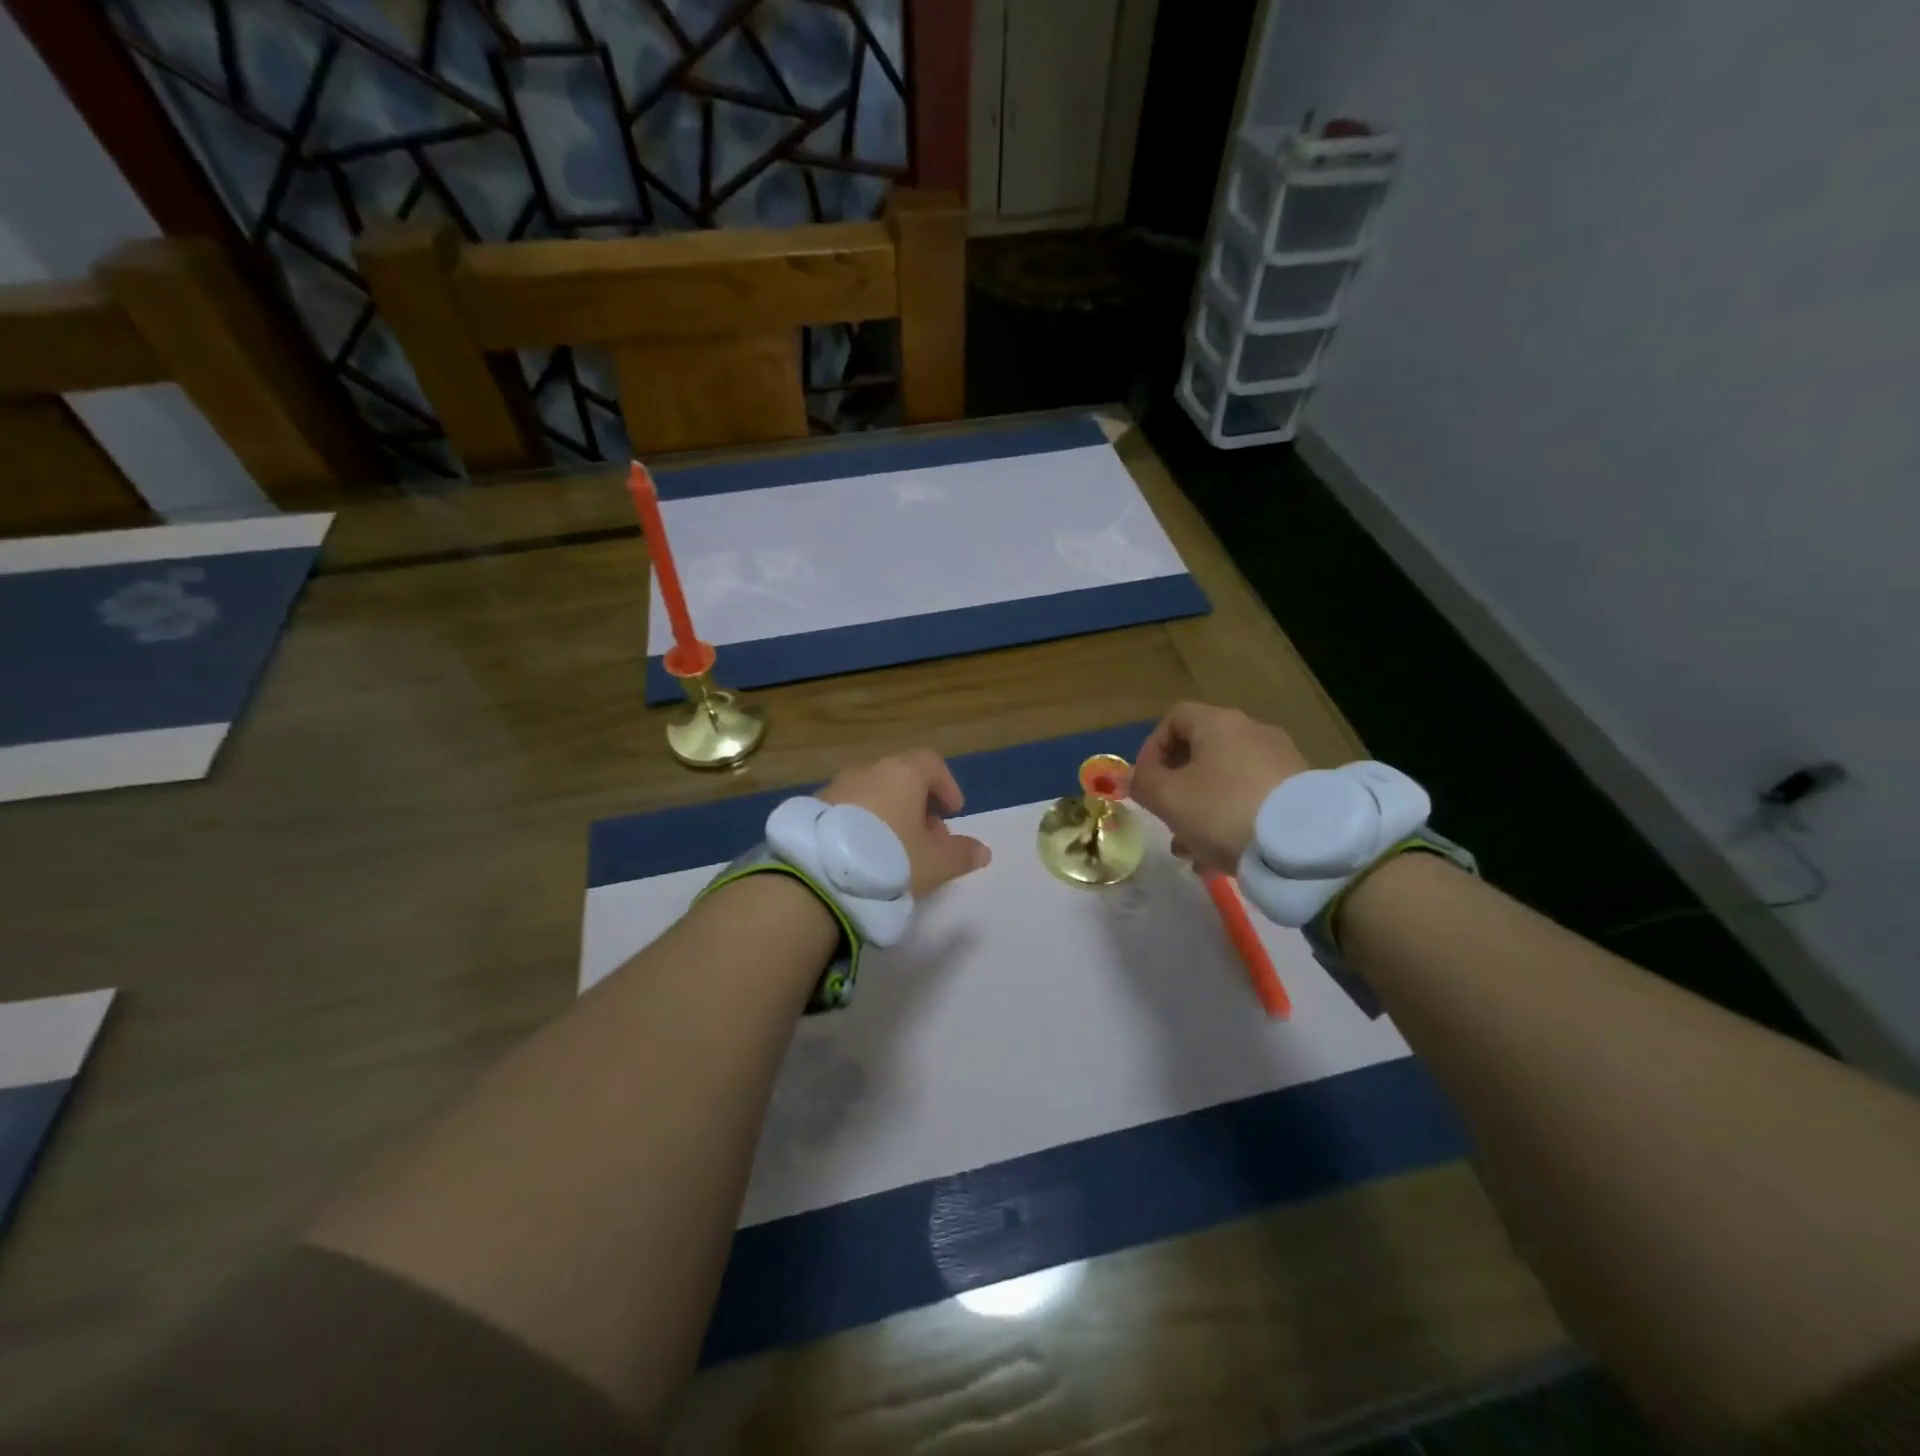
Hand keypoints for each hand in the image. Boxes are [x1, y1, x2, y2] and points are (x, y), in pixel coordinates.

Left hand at [820, 750, 991, 895]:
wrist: (818, 875)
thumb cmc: (890, 859)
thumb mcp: (934, 864)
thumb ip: (961, 854)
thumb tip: (982, 850)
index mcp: (901, 773)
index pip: (931, 764)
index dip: (946, 786)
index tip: (953, 812)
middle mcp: (868, 771)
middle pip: (901, 779)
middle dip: (918, 806)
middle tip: (926, 840)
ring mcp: (836, 787)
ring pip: (872, 794)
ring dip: (888, 815)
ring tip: (894, 851)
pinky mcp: (813, 808)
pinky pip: (847, 809)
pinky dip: (861, 823)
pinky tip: (863, 854)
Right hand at [1130, 702, 1308, 872]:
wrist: (1304, 846)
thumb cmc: (1223, 810)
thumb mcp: (1169, 798)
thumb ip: (1144, 783)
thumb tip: (1135, 777)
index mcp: (1219, 724)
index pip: (1175, 717)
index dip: (1152, 747)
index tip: (1145, 782)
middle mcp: (1253, 733)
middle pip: (1201, 753)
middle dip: (1177, 789)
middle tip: (1167, 820)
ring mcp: (1281, 762)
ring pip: (1225, 782)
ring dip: (1201, 811)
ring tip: (1192, 852)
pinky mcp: (1300, 792)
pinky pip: (1252, 800)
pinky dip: (1232, 821)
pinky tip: (1224, 858)